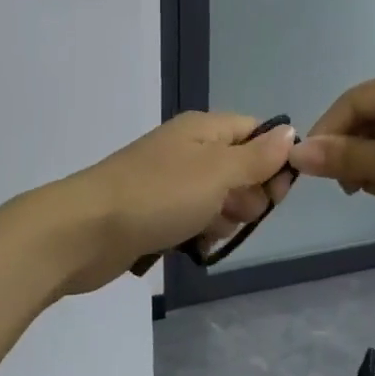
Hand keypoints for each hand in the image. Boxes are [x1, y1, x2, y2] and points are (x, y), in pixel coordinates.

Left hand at [47, 112, 295, 295]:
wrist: (84, 231)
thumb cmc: (157, 196)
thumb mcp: (217, 172)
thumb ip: (257, 156)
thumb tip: (290, 132)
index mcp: (203, 129)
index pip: (256, 133)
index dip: (274, 160)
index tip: (277, 193)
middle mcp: (188, 149)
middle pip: (241, 168)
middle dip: (248, 196)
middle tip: (235, 214)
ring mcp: (170, 182)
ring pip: (219, 199)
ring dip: (225, 219)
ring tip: (207, 232)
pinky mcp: (155, 213)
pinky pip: (194, 219)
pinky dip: (200, 233)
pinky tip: (194, 246)